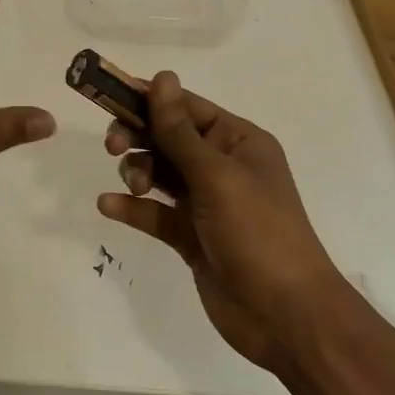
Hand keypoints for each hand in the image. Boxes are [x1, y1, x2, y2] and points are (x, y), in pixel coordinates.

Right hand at [97, 72, 336, 369]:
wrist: (286, 317)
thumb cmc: (258, 232)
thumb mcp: (216, 175)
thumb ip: (179, 130)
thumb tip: (161, 77)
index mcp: (237, 141)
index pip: (185, 106)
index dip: (147, 98)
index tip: (108, 94)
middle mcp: (221, 165)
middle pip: (166, 136)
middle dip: (138, 135)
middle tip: (114, 146)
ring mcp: (205, 202)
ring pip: (157, 171)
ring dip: (137, 171)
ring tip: (134, 187)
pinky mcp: (189, 235)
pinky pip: (153, 211)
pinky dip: (132, 207)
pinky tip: (108, 206)